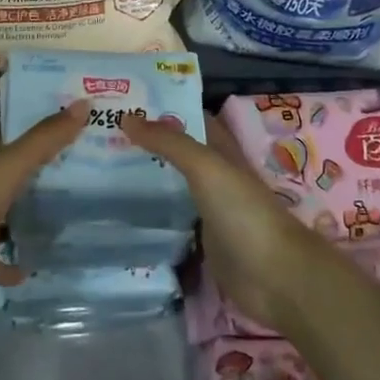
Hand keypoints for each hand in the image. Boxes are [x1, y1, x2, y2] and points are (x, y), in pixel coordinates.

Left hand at [0, 101, 88, 296]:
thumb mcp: (16, 161)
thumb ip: (47, 136)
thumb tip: (85, 103)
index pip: (24, 140)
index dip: (50, 131)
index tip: (83, 126)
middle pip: (27, 177)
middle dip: (54, 172)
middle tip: (95, 168)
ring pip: (20, 215)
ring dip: (42, 214)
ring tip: (84, 212)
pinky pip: (12, 261)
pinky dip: (26, 261)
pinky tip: (50, 261)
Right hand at [121, 111, 326, 330]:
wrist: (275, 277)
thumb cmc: (243, 212)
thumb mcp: (206, 167)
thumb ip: (169, 143)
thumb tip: (127, 118)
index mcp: (223, 153)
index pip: (193, 120)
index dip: (166, 109)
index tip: (128, 102)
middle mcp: (216, 178)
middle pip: (180, 155)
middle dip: (149, 145)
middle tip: (105, 135)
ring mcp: (210, 212)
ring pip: (174, 188)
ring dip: (147, 180)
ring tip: (104, 170)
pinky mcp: (203, 244)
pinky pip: (172, 223)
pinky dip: (152, 217)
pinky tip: (122, 214)